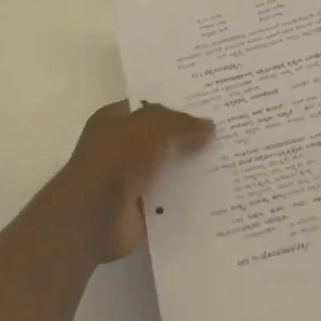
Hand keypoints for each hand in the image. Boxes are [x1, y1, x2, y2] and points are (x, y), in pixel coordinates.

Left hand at [55, 101, 214, 262]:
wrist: (93, 216)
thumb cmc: (118, 158)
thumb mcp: (154, 126)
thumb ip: (183, 124)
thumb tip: (209, 128)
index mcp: (114, 120)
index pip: (149, 106)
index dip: (175, 104)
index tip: (206, 104)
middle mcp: (120, 147)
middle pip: (161, 137)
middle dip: (188, 137)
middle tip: (225, 131)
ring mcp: (128, 180)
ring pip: (167, 168)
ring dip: (190, 168)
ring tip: (228, 160)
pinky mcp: (138, 210)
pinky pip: (169, 198)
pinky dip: (187, 197)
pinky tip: (216, 191)